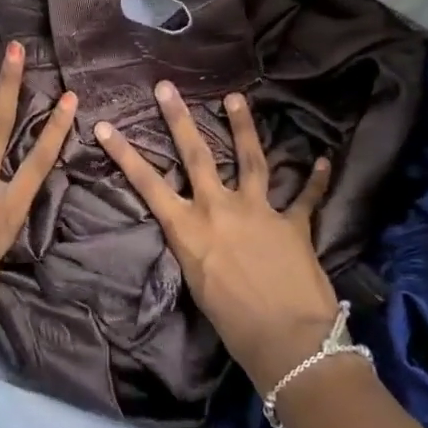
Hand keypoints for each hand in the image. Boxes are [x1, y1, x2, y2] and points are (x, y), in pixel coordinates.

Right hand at [95, 82, 337, 393]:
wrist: (287, 340)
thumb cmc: (232, 323)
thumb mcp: (197, 282)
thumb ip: (195, 247)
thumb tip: (198, 232)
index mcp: (189, 229)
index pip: (147, 184)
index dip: (124, 154)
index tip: (104, 126)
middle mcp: (220, 209)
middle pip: (197, 155)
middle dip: (179, 119)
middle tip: (167, 88)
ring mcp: (259, 211)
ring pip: (250, 159)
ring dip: (242, 127)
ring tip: (237, 98)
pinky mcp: (293, 223)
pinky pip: (306, 197)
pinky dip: (314, 179)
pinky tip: (322, 161)